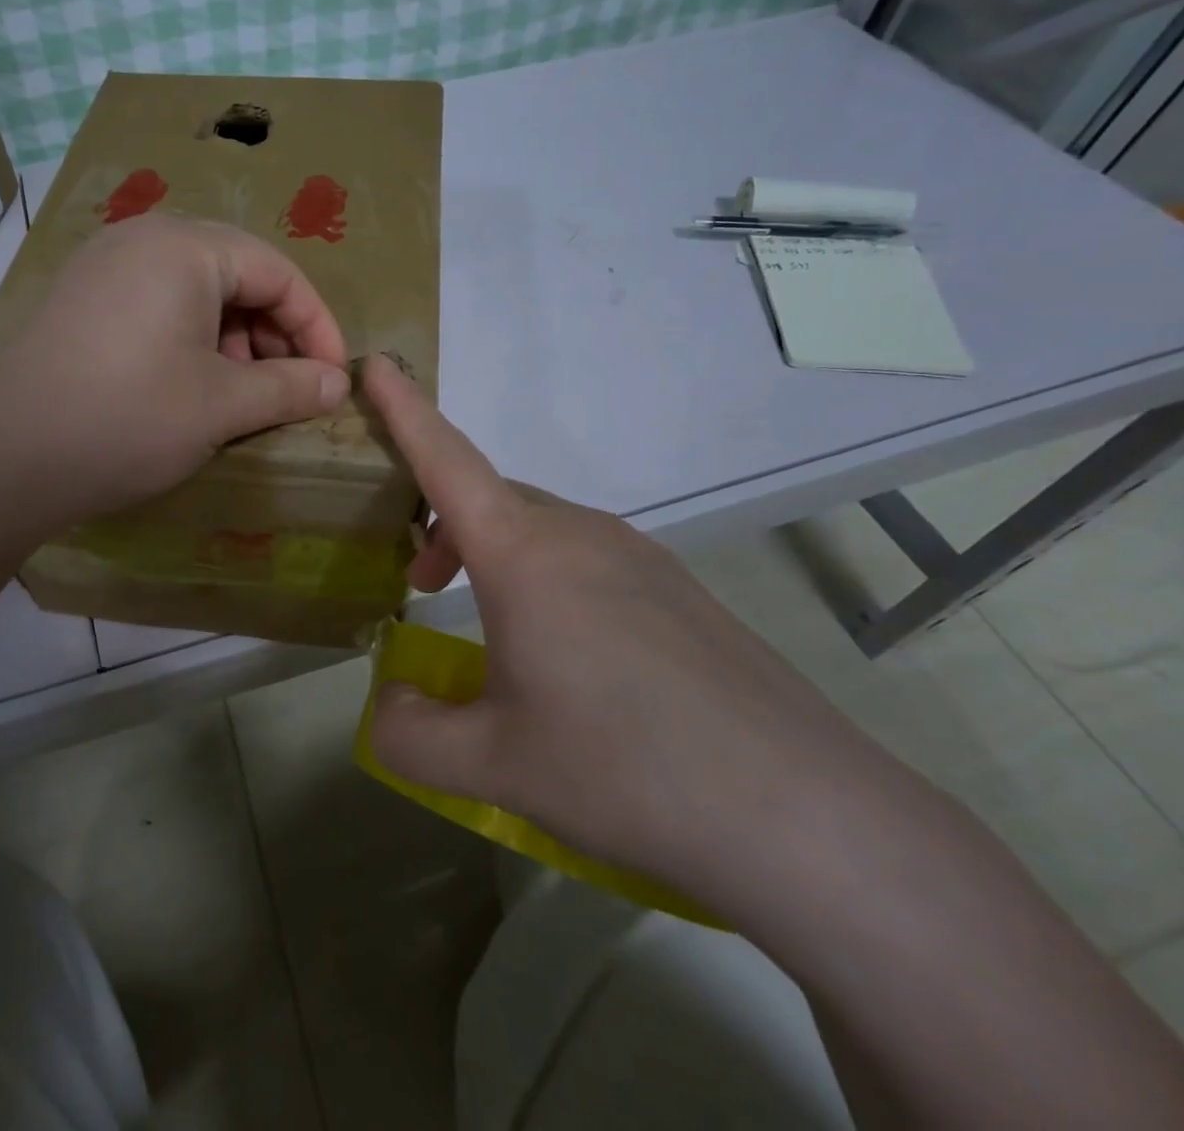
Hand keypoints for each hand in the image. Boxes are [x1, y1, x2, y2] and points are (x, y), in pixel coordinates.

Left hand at [0, 214, 350, 529]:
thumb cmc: (129, 419)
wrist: (6, 459)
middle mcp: (143, 239)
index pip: (277, 272)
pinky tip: (193, 385)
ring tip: (244, 393)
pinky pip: (158, 306)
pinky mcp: (82, 300)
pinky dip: (192, 340)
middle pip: (236, 274)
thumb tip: (338, 383)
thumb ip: (290, 387)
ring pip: (196, 292)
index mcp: (184, 247)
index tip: (334, 376)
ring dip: (234, 339)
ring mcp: (105, 267)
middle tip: (290, 387)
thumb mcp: (222, 406)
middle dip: (274, 332)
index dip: (316, 324)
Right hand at [361, 356, 902, 911]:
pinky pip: (589, 559)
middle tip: (422, 587)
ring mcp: (641, 558)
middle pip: (491, 499)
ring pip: (541, 530)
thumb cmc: (628, 771)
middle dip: (441, 526)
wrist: (808, 818)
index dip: (404, 410)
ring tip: (492, 632)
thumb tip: (387, 703)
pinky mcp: (681, 592)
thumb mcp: (494, 765)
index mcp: (525, 556)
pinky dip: (548, 580)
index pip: (447, 461)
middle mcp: (582, 534)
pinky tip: (572, 661)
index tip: (375, 365)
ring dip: (496, 556)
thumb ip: (410, 732)